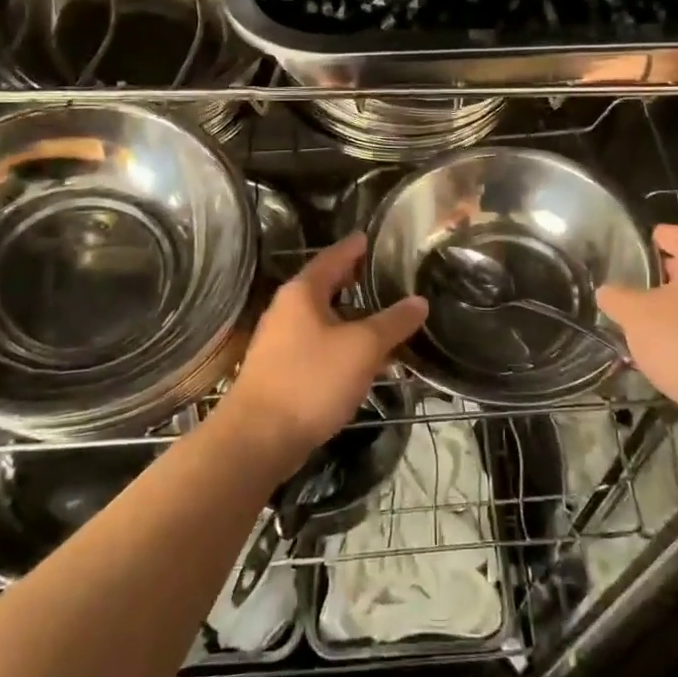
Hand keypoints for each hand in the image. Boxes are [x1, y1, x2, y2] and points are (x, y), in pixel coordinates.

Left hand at [217, 233, 427, 473]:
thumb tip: (419, 301)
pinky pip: (320, 346)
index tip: (376, 237)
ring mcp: (281, 341)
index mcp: (303, 292)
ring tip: (388, 320)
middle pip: (328, 286)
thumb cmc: (311, 380)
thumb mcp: (362, 348)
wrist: (258, 438)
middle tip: (390, 277)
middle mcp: (288, 309)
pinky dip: (344, 345)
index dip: (357, 246)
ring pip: (326, 319)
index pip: (334, 256)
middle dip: (358, 282)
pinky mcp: (282, 370)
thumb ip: (393, 322)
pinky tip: (367, 361)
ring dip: (355, 319)